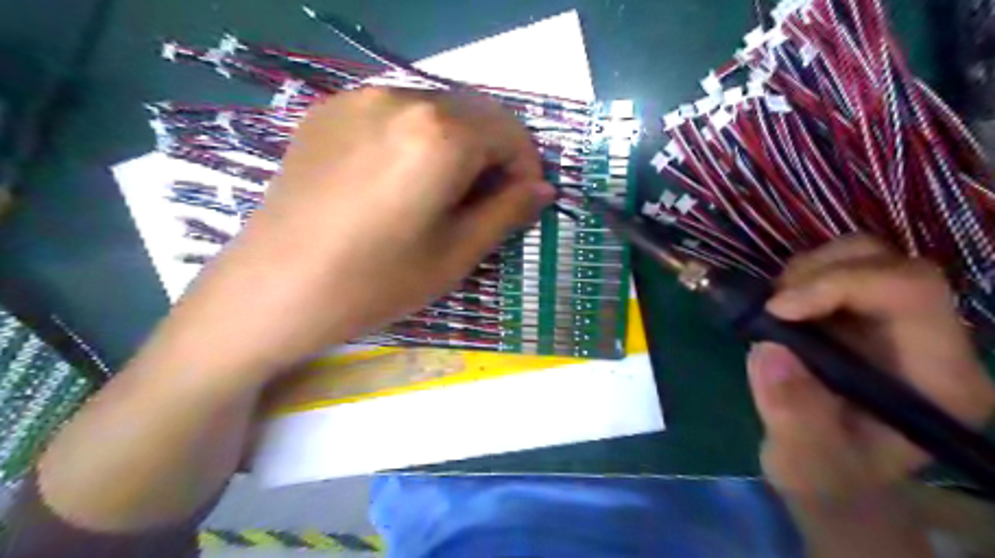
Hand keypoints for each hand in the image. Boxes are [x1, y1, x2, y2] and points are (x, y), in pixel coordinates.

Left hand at [159, 88, 556, 382]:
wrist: (273, 290)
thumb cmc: (376, 281)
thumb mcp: (456, 253)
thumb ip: (507, 212)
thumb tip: (543, 189)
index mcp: (440, 133)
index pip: (510, 131)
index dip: (526, 166)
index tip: (522, 202)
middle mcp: (401, 98)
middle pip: (474, 112)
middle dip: (494, 153)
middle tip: (487, 201)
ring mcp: (357, 100)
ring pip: (435, 110)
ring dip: (457, 145)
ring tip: (443, 194)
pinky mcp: (326, 113)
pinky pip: (394, 115)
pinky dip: (416, 139)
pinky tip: (399, 181)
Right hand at [747, 234, 994, 497]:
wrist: (831, 471)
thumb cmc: (827, 474)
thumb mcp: (804, 460)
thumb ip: (792, 413)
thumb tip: (769, 350)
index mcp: (939, 378)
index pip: (912, 293)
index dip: (839, 285)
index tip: (776, 310)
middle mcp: (932, 340)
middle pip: (892, 264)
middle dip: (820, 273)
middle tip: (771, 306)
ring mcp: (897, 322)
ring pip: (866, 256)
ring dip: (808, 271)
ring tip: (774, 309)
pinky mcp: (864, 313)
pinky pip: (838, 267)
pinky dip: (801, 276)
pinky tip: (782, 309)